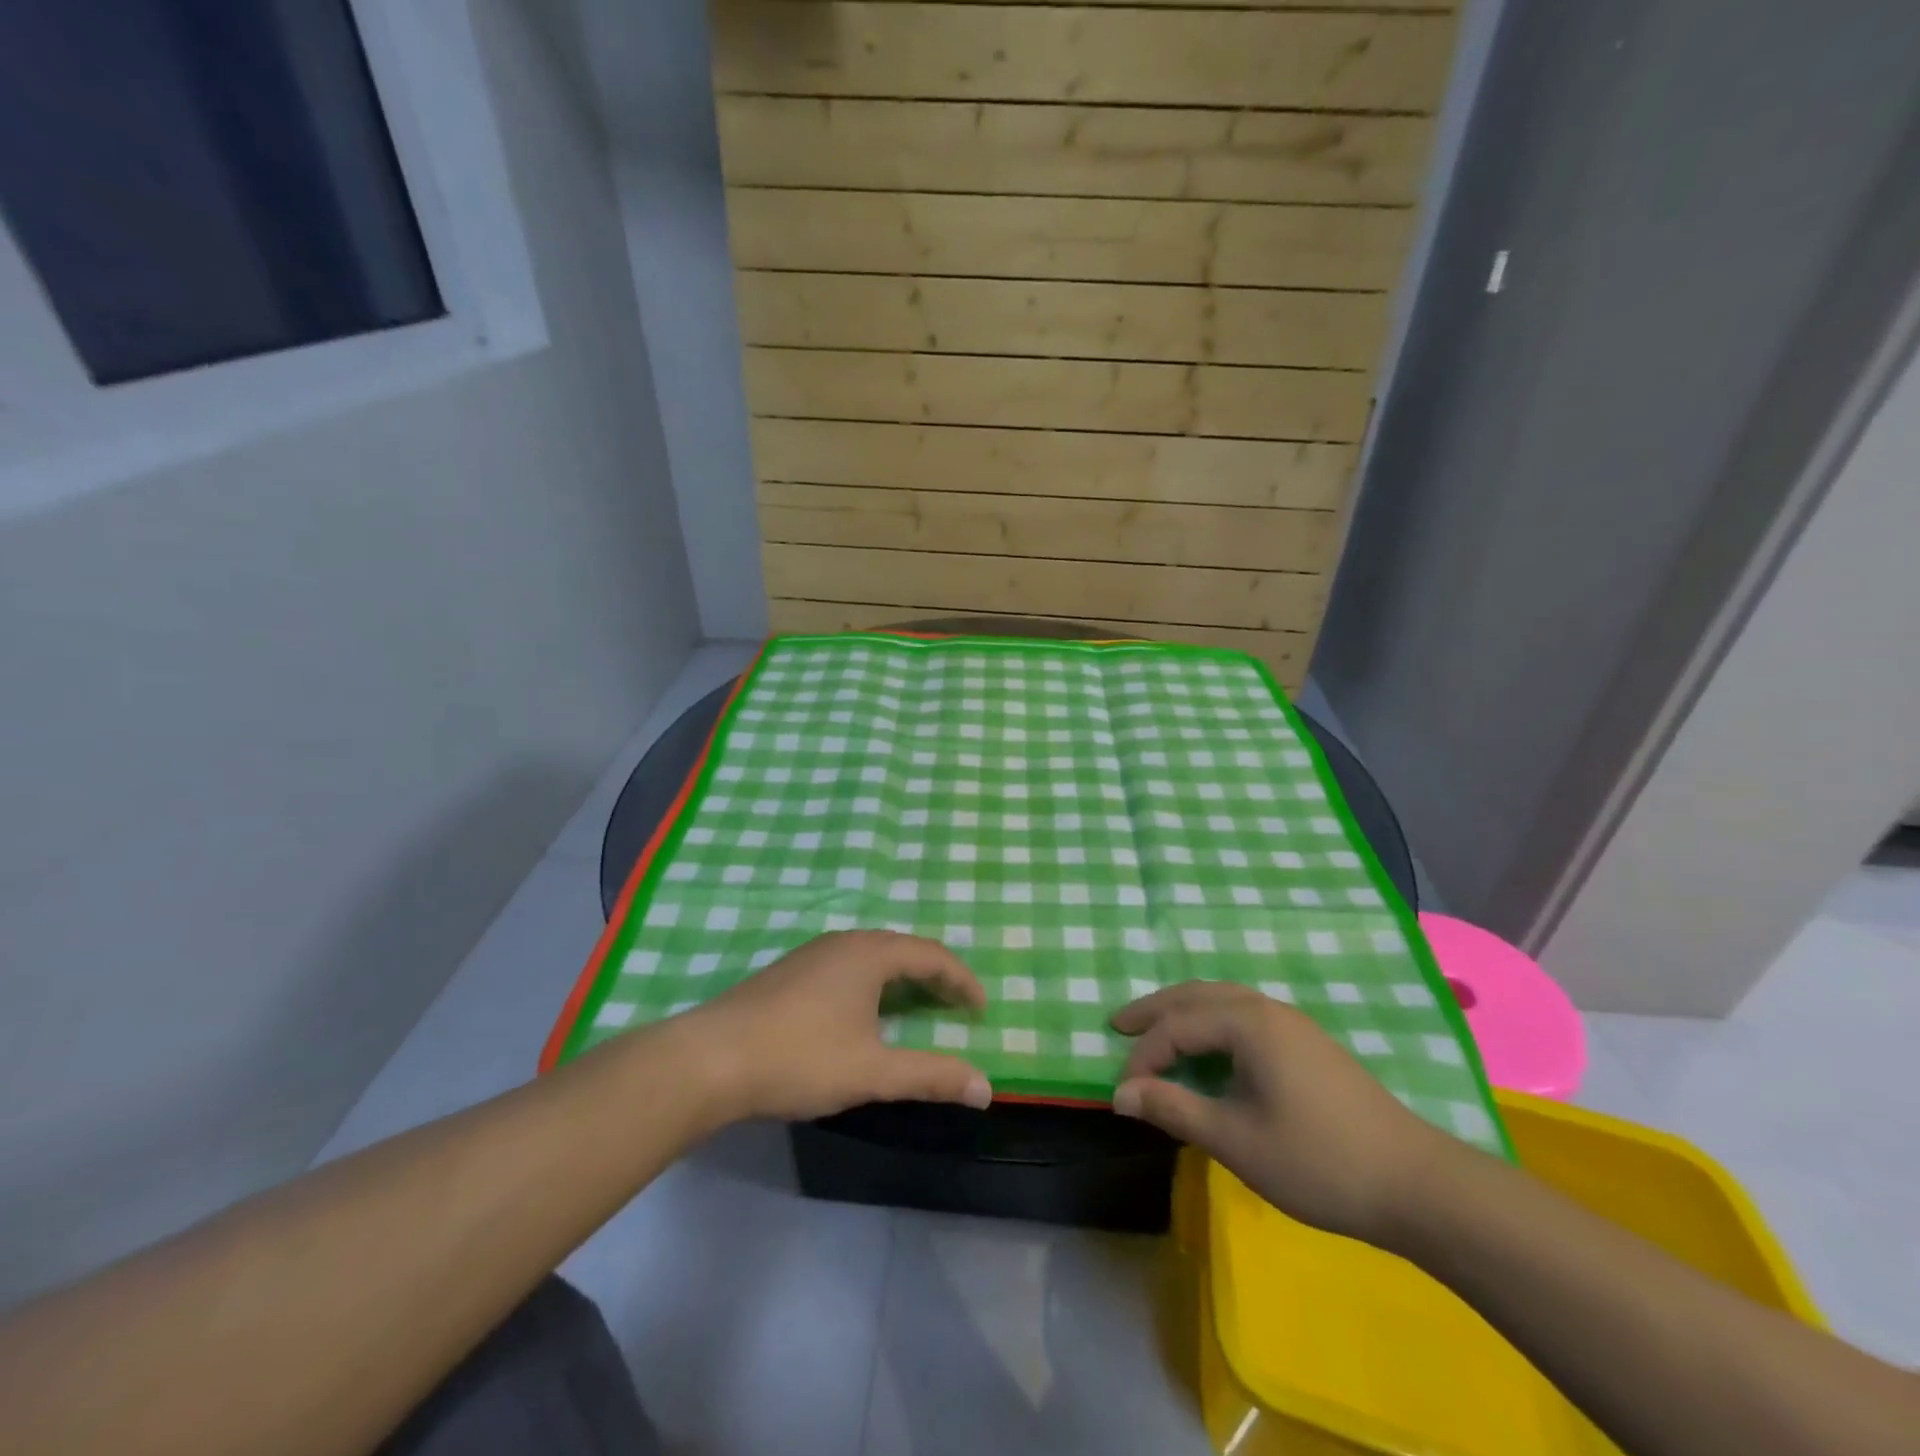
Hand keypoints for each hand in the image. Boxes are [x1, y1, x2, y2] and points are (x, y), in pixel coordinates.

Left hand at [684, 931, 992, 1121]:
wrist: (709, 1059)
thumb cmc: (800, 1058)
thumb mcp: (873, 1071)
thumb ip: (931, 1076)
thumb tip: (986, 1088)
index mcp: (870, 953)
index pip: (932, 956)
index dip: (962, 981)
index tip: (982, 1010)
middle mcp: (844, 942)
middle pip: (903, 949)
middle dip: (935, 976)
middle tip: (956, 1007)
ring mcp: (812, 954)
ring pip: (872, 956)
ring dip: (902, 978)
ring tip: (917, 1007)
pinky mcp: (789, 972)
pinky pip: (847, 966)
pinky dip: (873, 983)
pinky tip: (862, 1013)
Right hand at [1111, 981, 1450, 1244]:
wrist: (1417, 1183)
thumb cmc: (1318, 1160)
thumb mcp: (1236, 1139)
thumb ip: (1174, 1110)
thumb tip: (1121, 1094)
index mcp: (1248, 1023)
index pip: (1178, 1027)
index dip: (1144, 1058)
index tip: (1123, 1094)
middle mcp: (1267, 1009)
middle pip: (1197, 995)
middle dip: (1155, 1009)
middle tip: (1117, 1023)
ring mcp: (1292, 1023)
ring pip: (1223, 1000)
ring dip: (1184, 1011)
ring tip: (1155, 1030)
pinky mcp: (1308, 1042)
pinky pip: (1244, 1014)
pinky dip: (1211, 1021)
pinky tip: (1209, 1046)